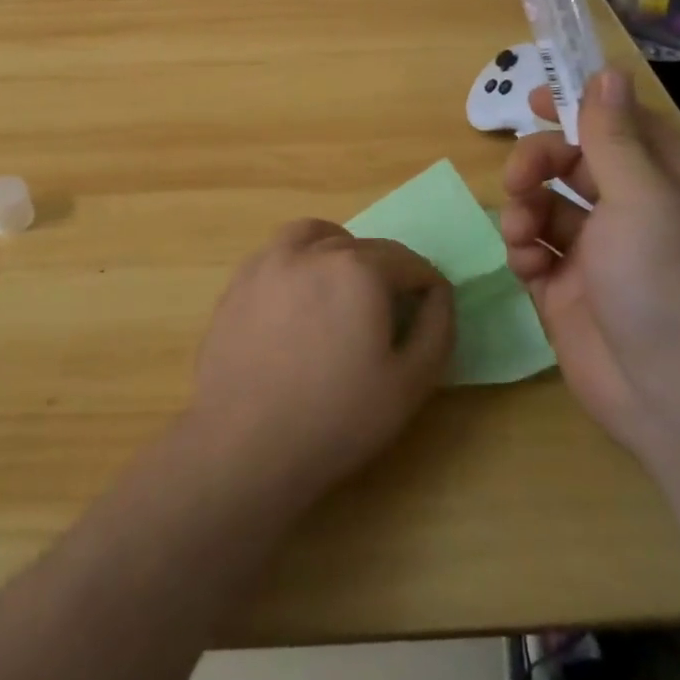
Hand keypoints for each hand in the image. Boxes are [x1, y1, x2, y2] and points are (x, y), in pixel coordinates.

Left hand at [186, 220, 454, 509]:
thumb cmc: (337, 418)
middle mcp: (314, 251)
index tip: (429, 309)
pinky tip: (299, 297)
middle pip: (364, 247)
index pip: (407, 261)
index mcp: (359, 269)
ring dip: (339, 250)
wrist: (245, 443)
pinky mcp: (240, 280)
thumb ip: (437, 328)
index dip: (426, 284)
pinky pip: (279, 253)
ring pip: (316, 236)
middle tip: (388, 313)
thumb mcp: (410, 383)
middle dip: (386, 272)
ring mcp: (270, 261)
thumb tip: (439, 293)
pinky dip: (299, 260)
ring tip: (343, 287)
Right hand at [501, 70, 679, 457]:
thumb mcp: (643, 197)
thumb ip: (613, 135)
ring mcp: (596, 251)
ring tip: (524, 235)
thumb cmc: (666, 281)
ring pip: (544, 204)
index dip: (579, 106)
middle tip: (519, 180)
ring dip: (524, 210)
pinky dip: (524, 250)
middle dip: (538, 164)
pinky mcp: (566, 287)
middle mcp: (630, 210)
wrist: (673, 395)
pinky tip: (530, 268)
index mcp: (663, 181)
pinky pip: (533, 249)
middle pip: (570, 161)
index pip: (618, 123)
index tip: (535, 98)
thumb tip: (608, 72)